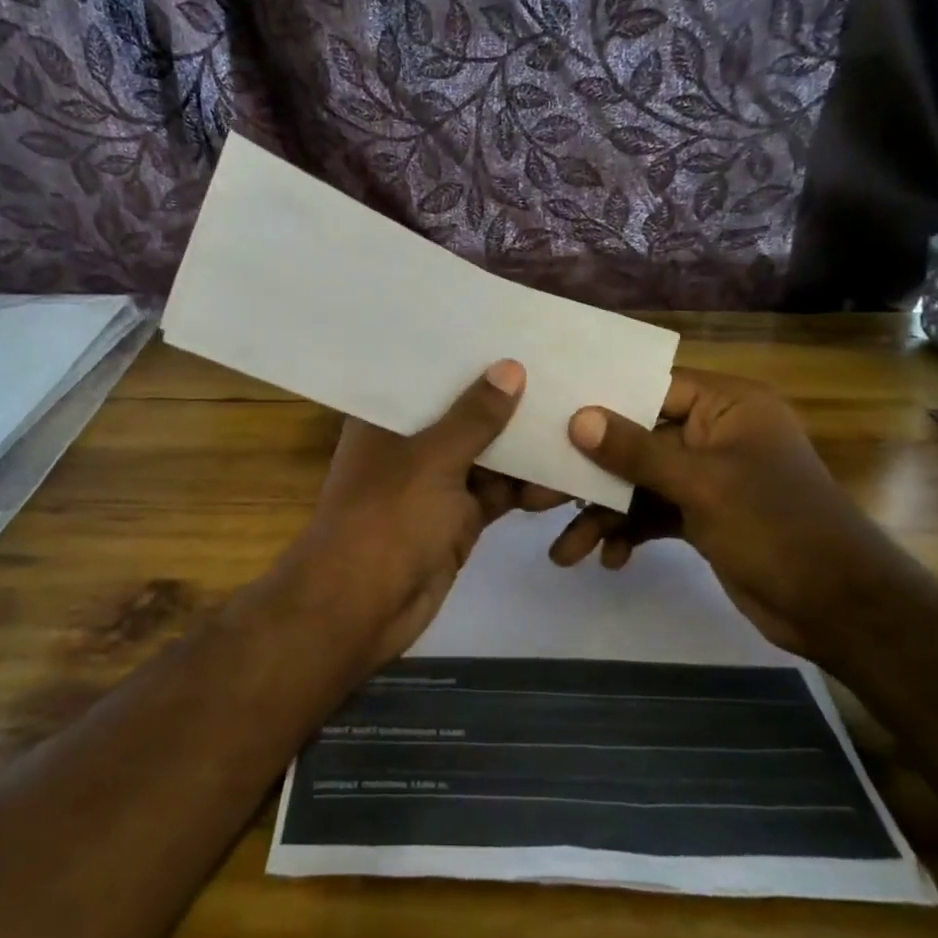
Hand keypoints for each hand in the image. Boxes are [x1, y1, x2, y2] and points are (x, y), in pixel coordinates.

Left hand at [275, 361, 547, 672]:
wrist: (361, 607)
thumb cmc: (387, 519)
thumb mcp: (432, 459)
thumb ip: (474, 416)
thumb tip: (510, 368)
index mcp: (387, 418)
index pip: (430, 374)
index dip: (469, 356)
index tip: (514, 329)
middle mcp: (410, 443)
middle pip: (464, 413)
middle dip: (508, 400)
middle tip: (561, 371)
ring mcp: (435, 483)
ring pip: (487, 455)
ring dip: (525, 446)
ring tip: (576, 419)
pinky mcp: (457, 518)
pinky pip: (498, 492)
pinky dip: (527, 487)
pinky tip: (566, 474)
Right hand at [550, 369, 903, 658]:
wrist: (838, 608)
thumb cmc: (777, 527)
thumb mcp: (702, 485)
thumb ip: (636, 452)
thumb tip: (578, 419)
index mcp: (727, 406)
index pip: (652, 386)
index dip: (602, 400)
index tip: (551, 414)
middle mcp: (714, 434)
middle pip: (636, 440)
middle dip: (592, 474)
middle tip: (540, 495)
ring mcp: (707, 477)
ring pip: (638, 484)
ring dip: (604, 515)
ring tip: (566, 552)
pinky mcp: (702, 516)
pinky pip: (652, 514)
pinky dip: (629, 533)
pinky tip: (610, 559)